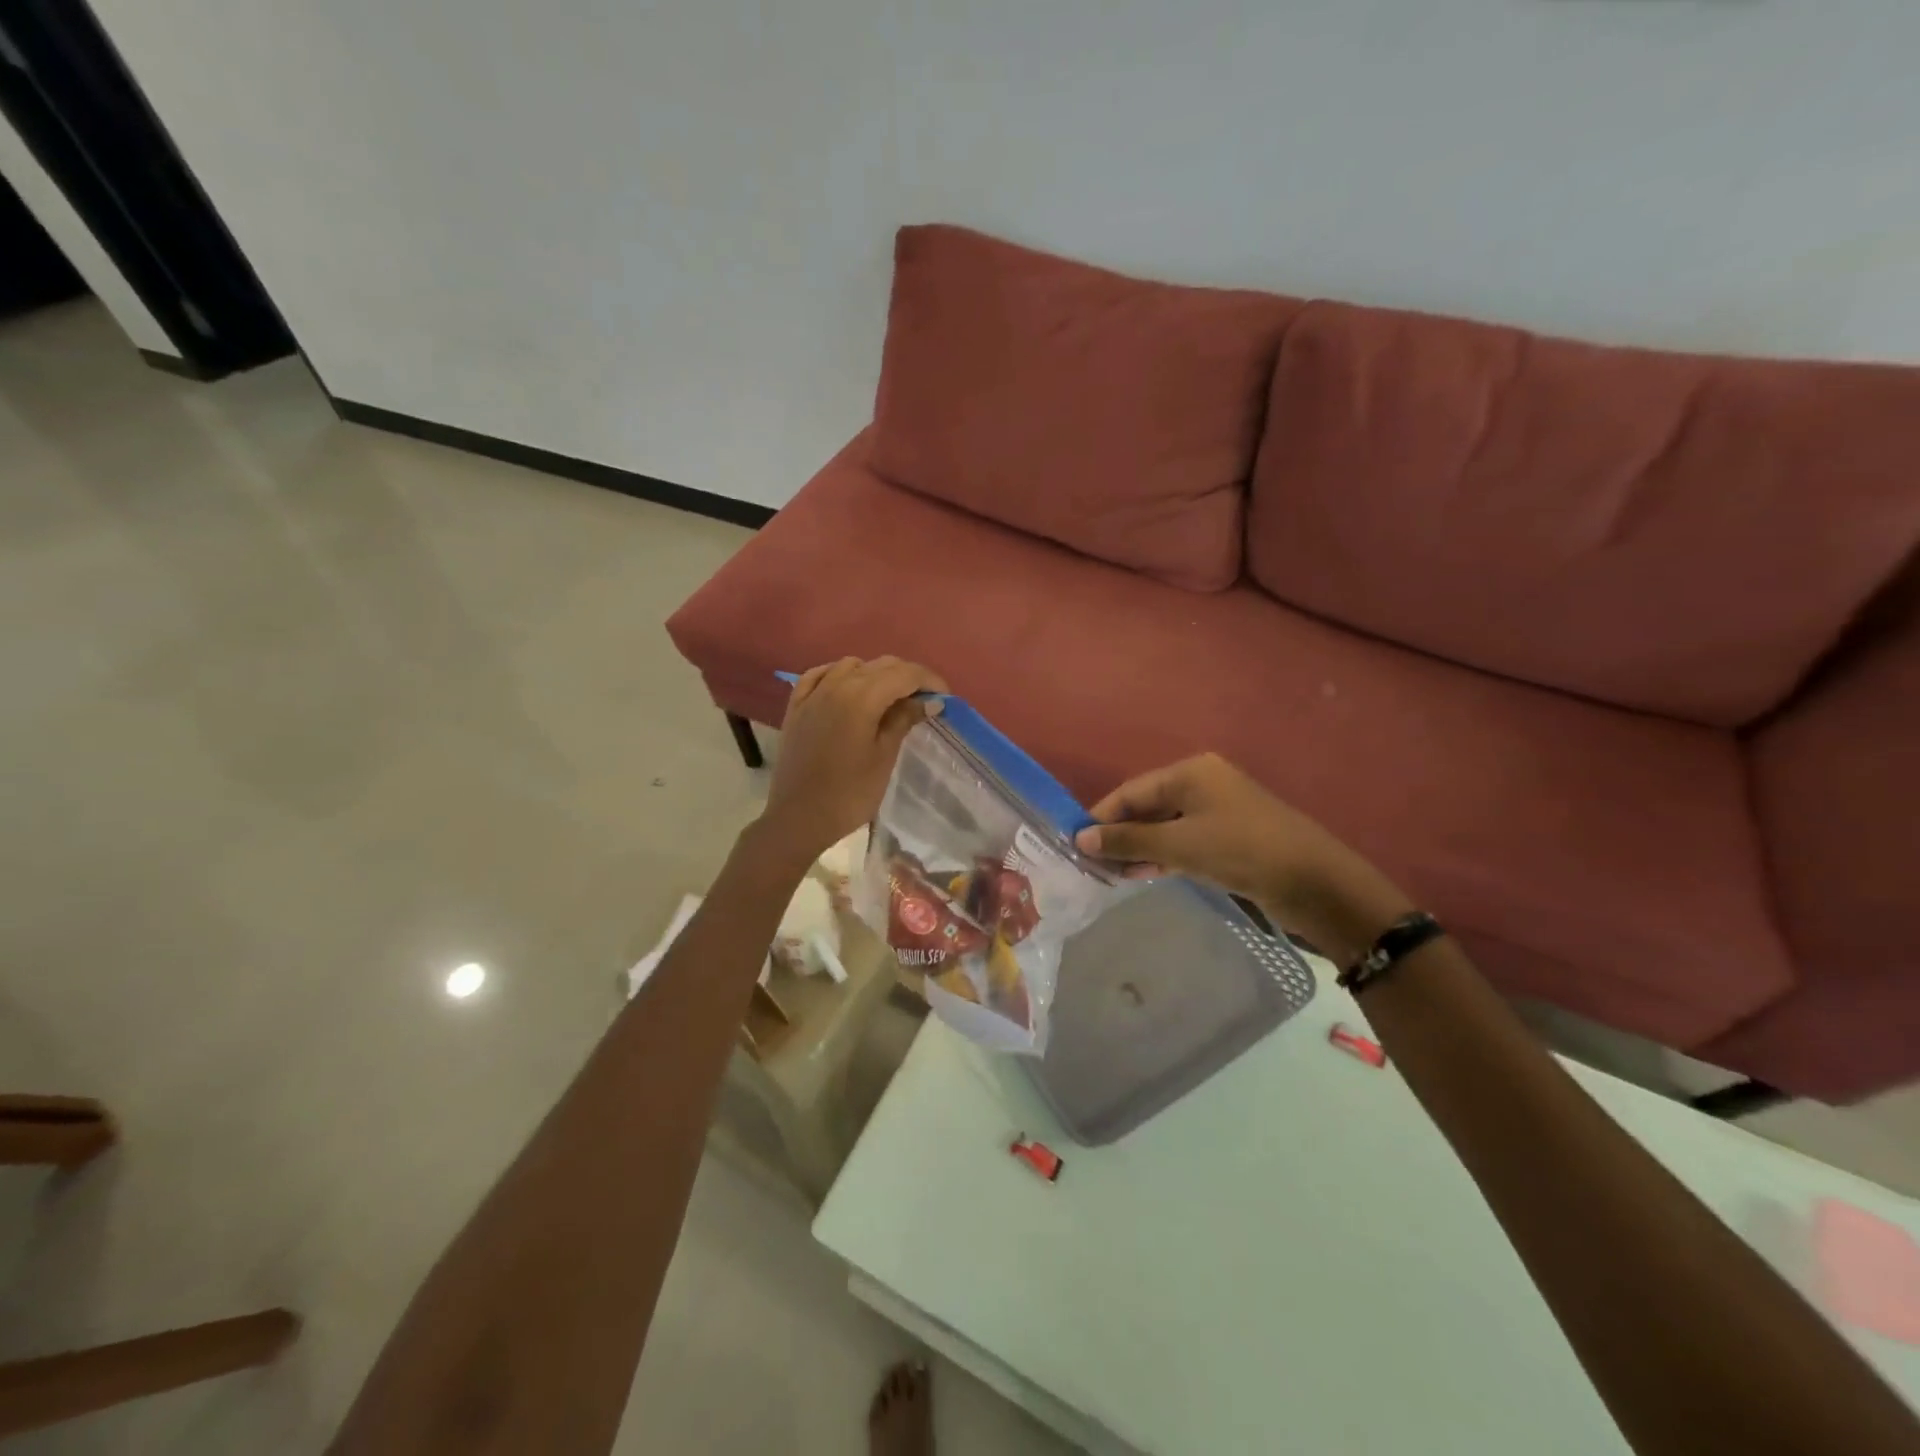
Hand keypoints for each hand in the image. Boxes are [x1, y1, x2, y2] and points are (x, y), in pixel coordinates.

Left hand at [759, 656, 947, 859]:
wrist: (799, 818)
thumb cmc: (849, 793)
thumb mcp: (884, 757)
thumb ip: (904, 720)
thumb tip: (929, 700)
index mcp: (862, 697)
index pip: (904, 674)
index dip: (929, 680)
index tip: (944, 697)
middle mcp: (836, 685)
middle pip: (880, 665)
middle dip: (907, 676)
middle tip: (924, 700)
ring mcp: (813, 694)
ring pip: (851, 665)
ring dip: (875, 673)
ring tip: (889, 697)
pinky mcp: (796, 706)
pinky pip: (820, 675)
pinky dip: (839, 675)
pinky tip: (847, 687)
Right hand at [1074, 753, 1413, 964]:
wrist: (1314, 883)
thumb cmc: (1241, 850)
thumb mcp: (1180, 845)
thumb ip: (1129, 840)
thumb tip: (1081, 839)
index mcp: (1191, 772)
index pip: (1131, 791)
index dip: (1101, 817)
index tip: (1075, 843)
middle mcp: (1202, 785)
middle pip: (1147, 808)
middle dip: (1120, 835)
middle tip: (1092, 864)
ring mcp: (1218, 812)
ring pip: (1164, 827)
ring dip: (1139, 849)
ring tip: (1112, 875)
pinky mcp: (1229, 838)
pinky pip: (1184, 842)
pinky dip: (1162, 856)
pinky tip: (1143, 874)